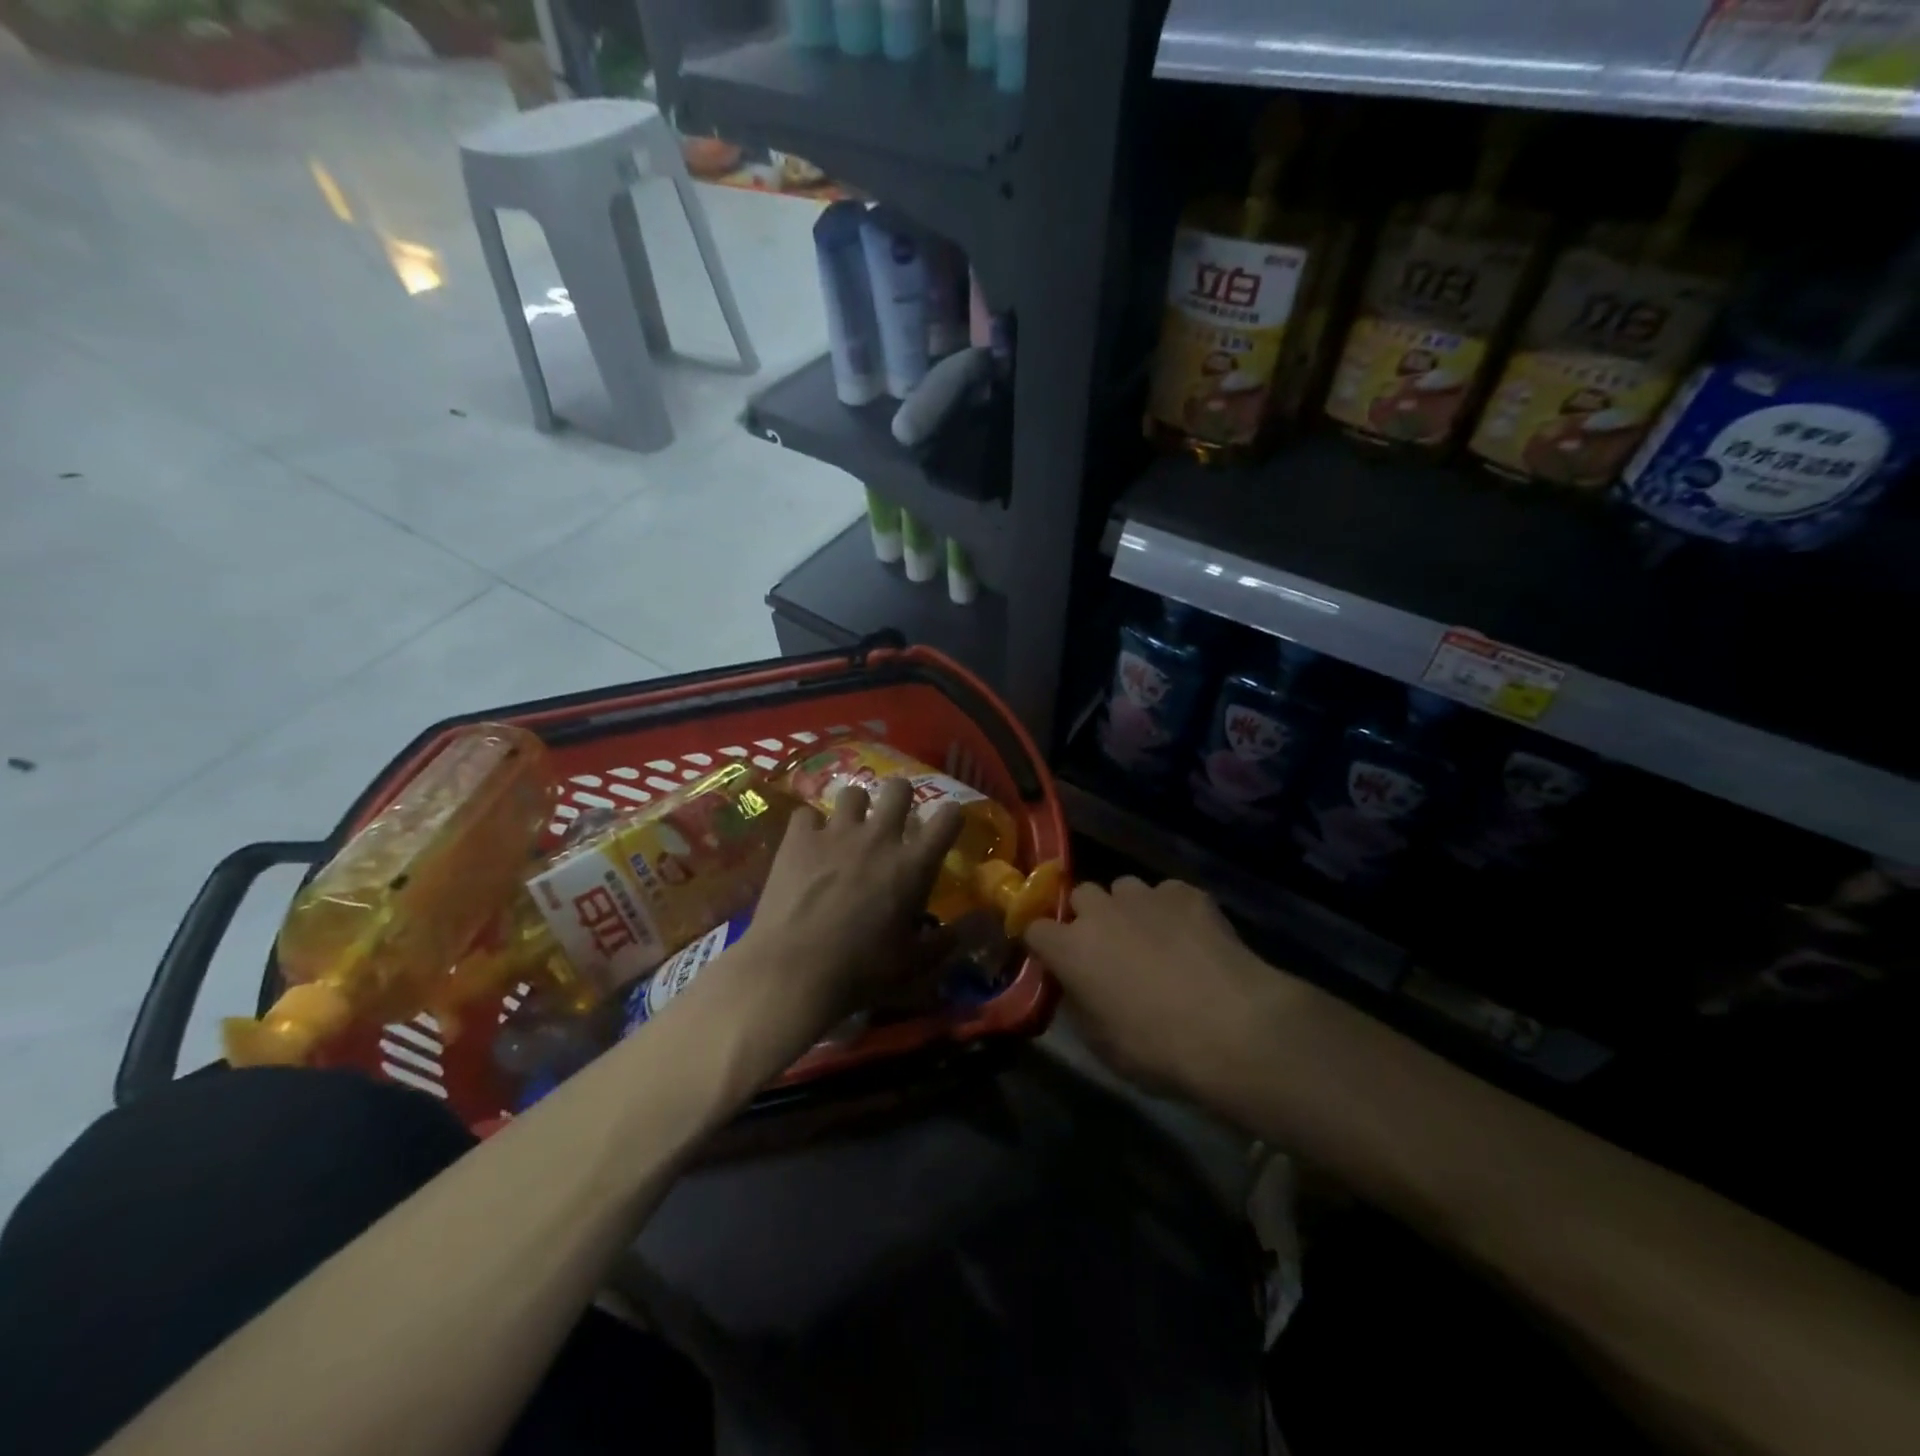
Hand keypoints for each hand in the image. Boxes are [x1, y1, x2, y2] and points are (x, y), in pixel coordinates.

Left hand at [731, 778, 964, 1043]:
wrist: (794, 970)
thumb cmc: (863, 970)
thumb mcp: (916, 963)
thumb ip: (951, 938)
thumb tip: (984, 922)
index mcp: (914, 864)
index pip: (948, 818)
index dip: (951, 817)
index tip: (946, 826)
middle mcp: (879, 836)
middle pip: (899, 788)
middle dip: (901, 798)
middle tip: (893, 821)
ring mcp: (836, 832)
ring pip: (853, 792)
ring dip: (855, 808)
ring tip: (848, 829)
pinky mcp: (799, 839)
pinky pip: (807, 814)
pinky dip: (810, 827)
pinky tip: (807, 846)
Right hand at [1024, 877, 1289, 1099]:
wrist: (1233, 1028)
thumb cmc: (1157, 1048)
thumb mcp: (1102, 1044)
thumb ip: (1080, 1005)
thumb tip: (1078, 987)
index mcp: (1070, 948)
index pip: (1035, 928)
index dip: (1045, 944)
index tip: (1056, 960)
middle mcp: (1101, 911)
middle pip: (1081, 897)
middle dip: (1089, 917)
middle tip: (1109, 949)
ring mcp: (1145, 896)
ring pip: (1124, 889)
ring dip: (1129, 910)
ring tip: (1153, 939)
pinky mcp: (1187, 893)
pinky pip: (1168, 893)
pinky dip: (1172, 911)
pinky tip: (1193, 938)